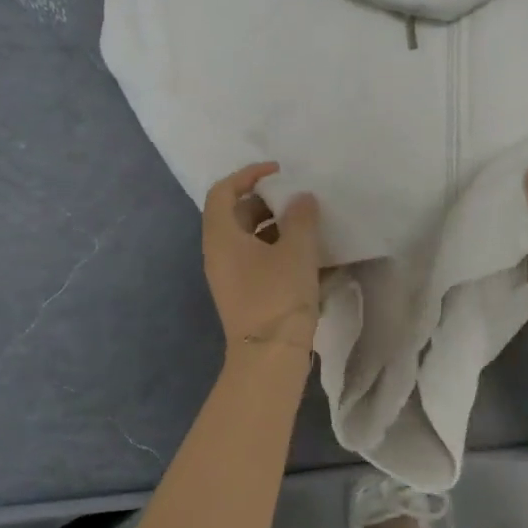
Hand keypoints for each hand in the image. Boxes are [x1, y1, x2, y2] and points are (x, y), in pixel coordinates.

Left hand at [203, 163, 320, 358]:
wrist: (269, 355)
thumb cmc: (278, 296)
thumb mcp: (296, 251)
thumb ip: (301, 218)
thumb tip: (301, 198)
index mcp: (221, 237)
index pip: (223, 191)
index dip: (248, 174)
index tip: (278, 172)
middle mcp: (219, 253)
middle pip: (236, 214)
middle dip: (267, 201)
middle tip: (297, 200)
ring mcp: (230, 276)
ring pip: (249, 238)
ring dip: (276, 226)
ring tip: (308, 226)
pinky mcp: (245, 294)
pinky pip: (258, 259)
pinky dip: (278, 249)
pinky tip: (308, 255)